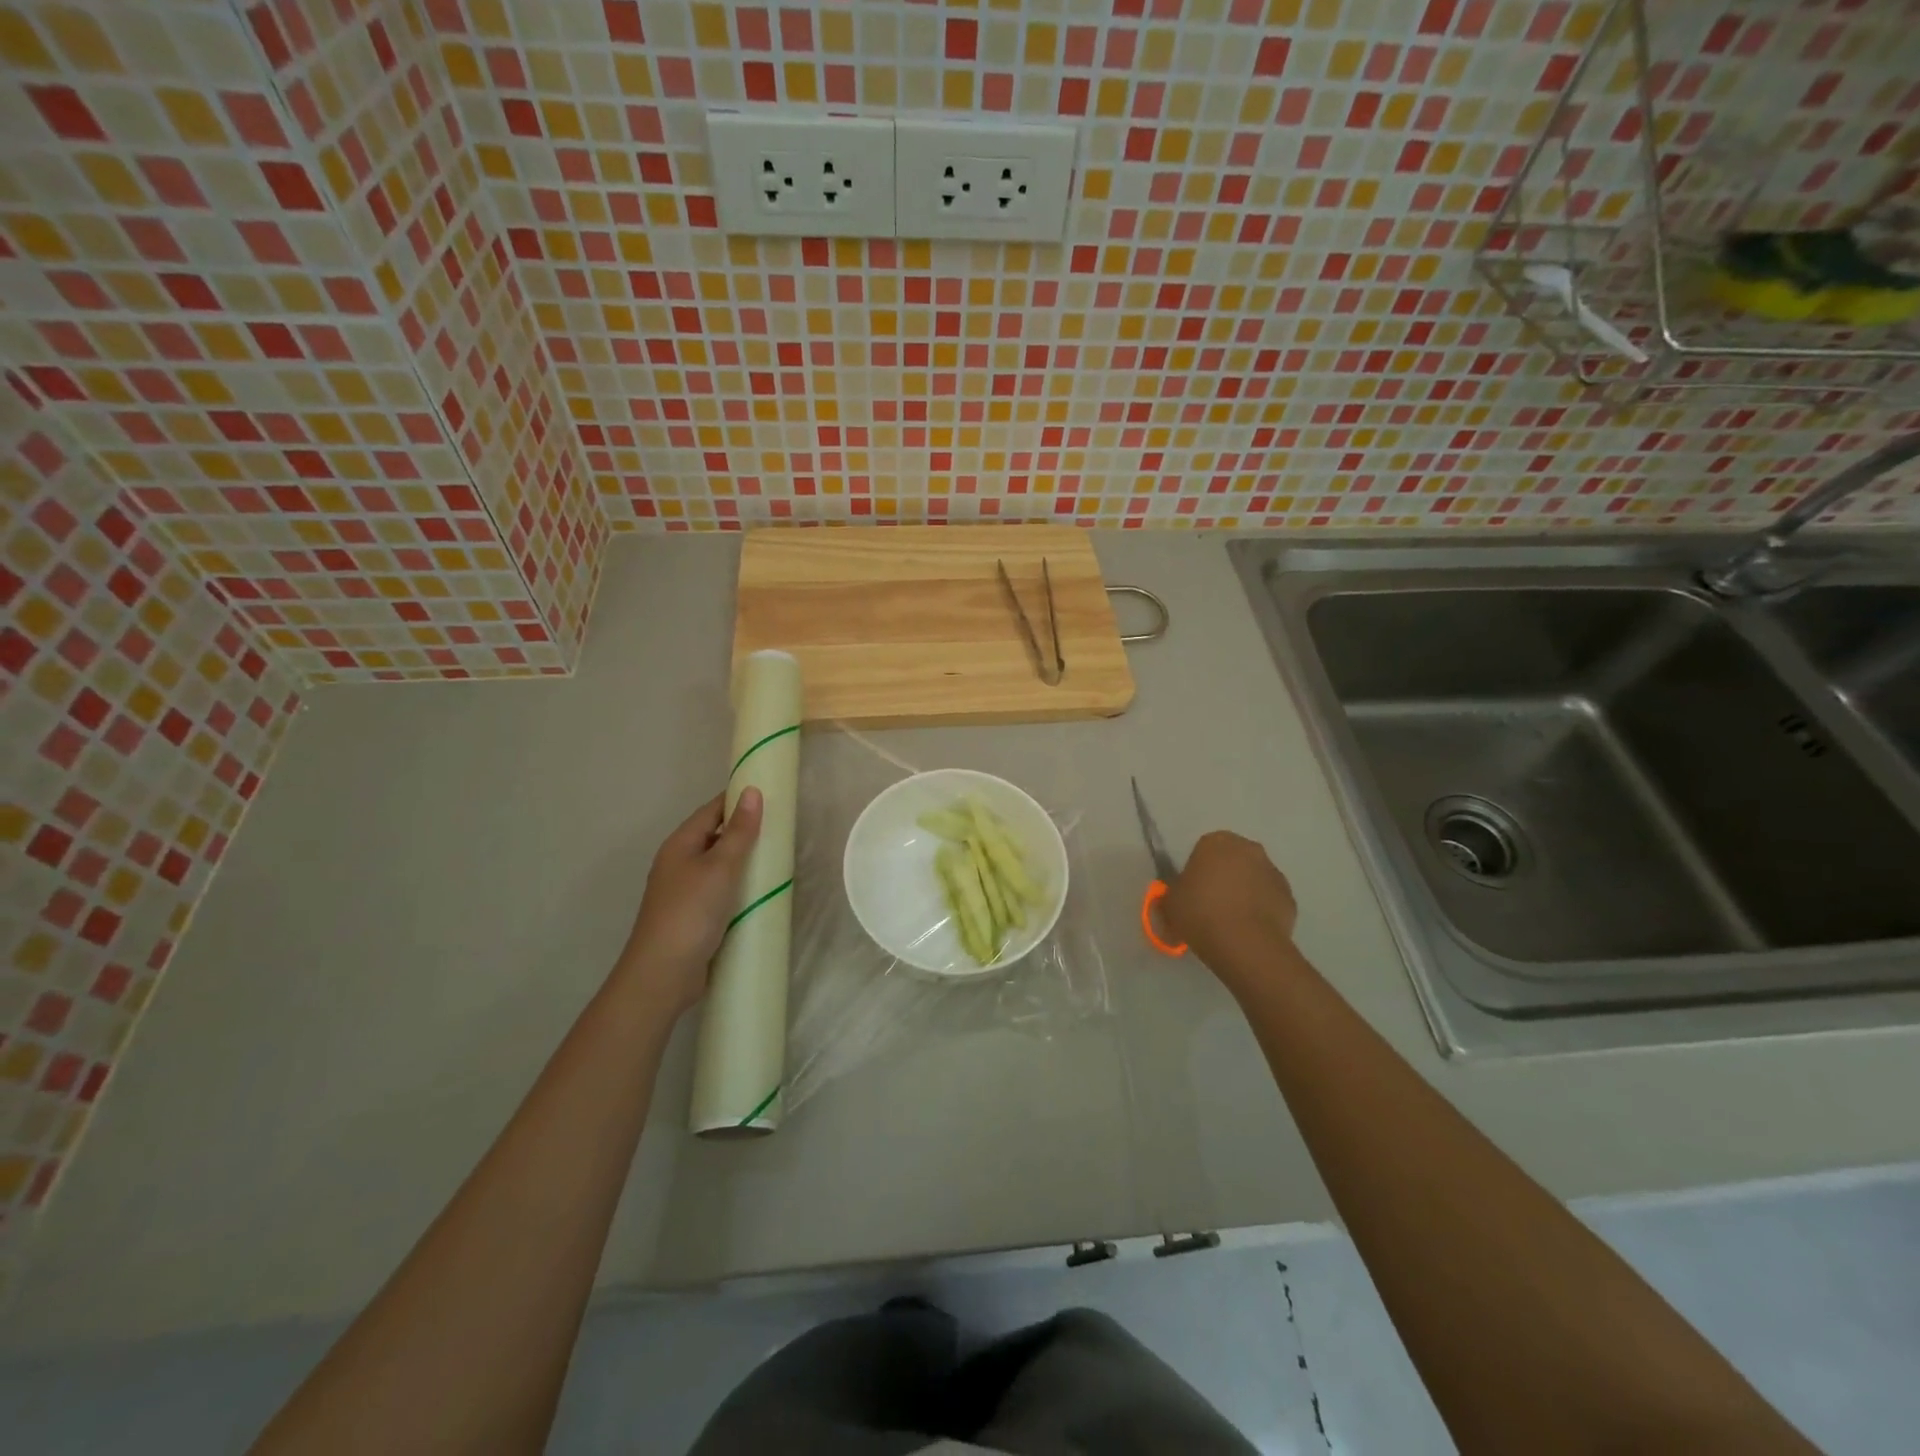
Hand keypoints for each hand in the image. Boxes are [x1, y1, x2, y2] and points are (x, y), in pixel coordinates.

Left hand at [613, 789, 763, 1017]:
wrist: (663, 974)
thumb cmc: (691, 912)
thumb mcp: (721, 867)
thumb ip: (740, 831)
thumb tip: (753, 792)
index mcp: (680, 844)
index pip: (712, 811)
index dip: (738, 799)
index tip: (770, 794)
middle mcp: (679, 863)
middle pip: (715, 837)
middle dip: (745, 831)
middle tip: (782, 828)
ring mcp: (685, 891)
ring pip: (719, 866)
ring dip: (744, 861)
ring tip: (779, 857)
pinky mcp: (694, 916)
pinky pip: (721, 891)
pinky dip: (740, 887)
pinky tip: (761, 892)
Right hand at [1162, 831, 1298, 994]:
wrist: (1246, 945)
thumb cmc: (1200, 913)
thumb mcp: (1170, 903)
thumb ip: (1173, 893)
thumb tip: (1177, 897)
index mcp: (1216, 842)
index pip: (1204, 849)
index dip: (1198, 870)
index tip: (1192, 892)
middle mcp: (1249, 850)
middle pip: (1232, 860)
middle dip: (1224, 877)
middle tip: (1210, 904)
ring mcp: (1274, 872)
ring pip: (1253, 879)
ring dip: (1244, 892)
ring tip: (1230, 922)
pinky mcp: (1289, 898)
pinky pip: (1269, 900)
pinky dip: (1260, 910)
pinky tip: (1248, 931)